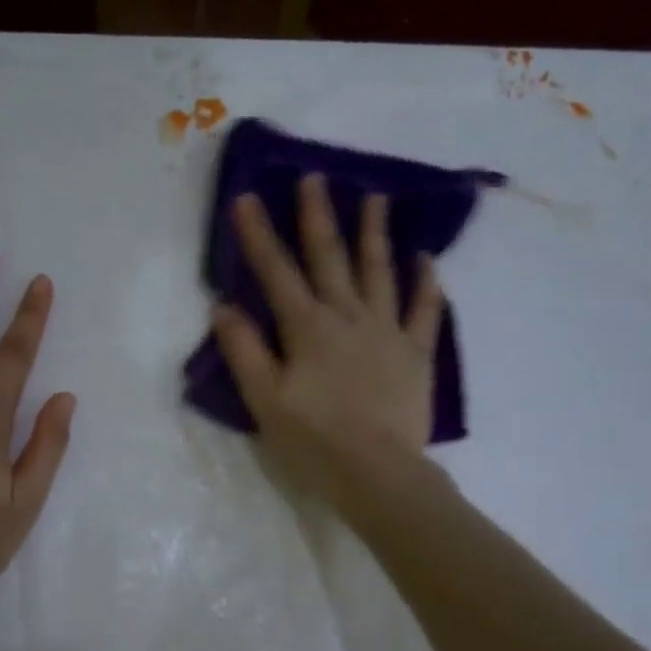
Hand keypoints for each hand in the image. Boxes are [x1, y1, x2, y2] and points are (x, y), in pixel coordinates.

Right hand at [213, 174, 443, 511]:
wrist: (377, 473)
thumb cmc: (314, 442)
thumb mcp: (265, 402)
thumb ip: (244, 352)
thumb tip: (224, 307)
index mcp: (307, 329)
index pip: (276, 273)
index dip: (259, 236)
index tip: (247, 197)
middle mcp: (348, 318)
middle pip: (330, 258)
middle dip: (318, 217)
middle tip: (315, 177)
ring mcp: (387, 332)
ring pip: (380, 272)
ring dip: (375, 233)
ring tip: (376, 197)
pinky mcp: (416, 354)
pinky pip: (425, 311)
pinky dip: (426, 284)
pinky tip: (426, 260)